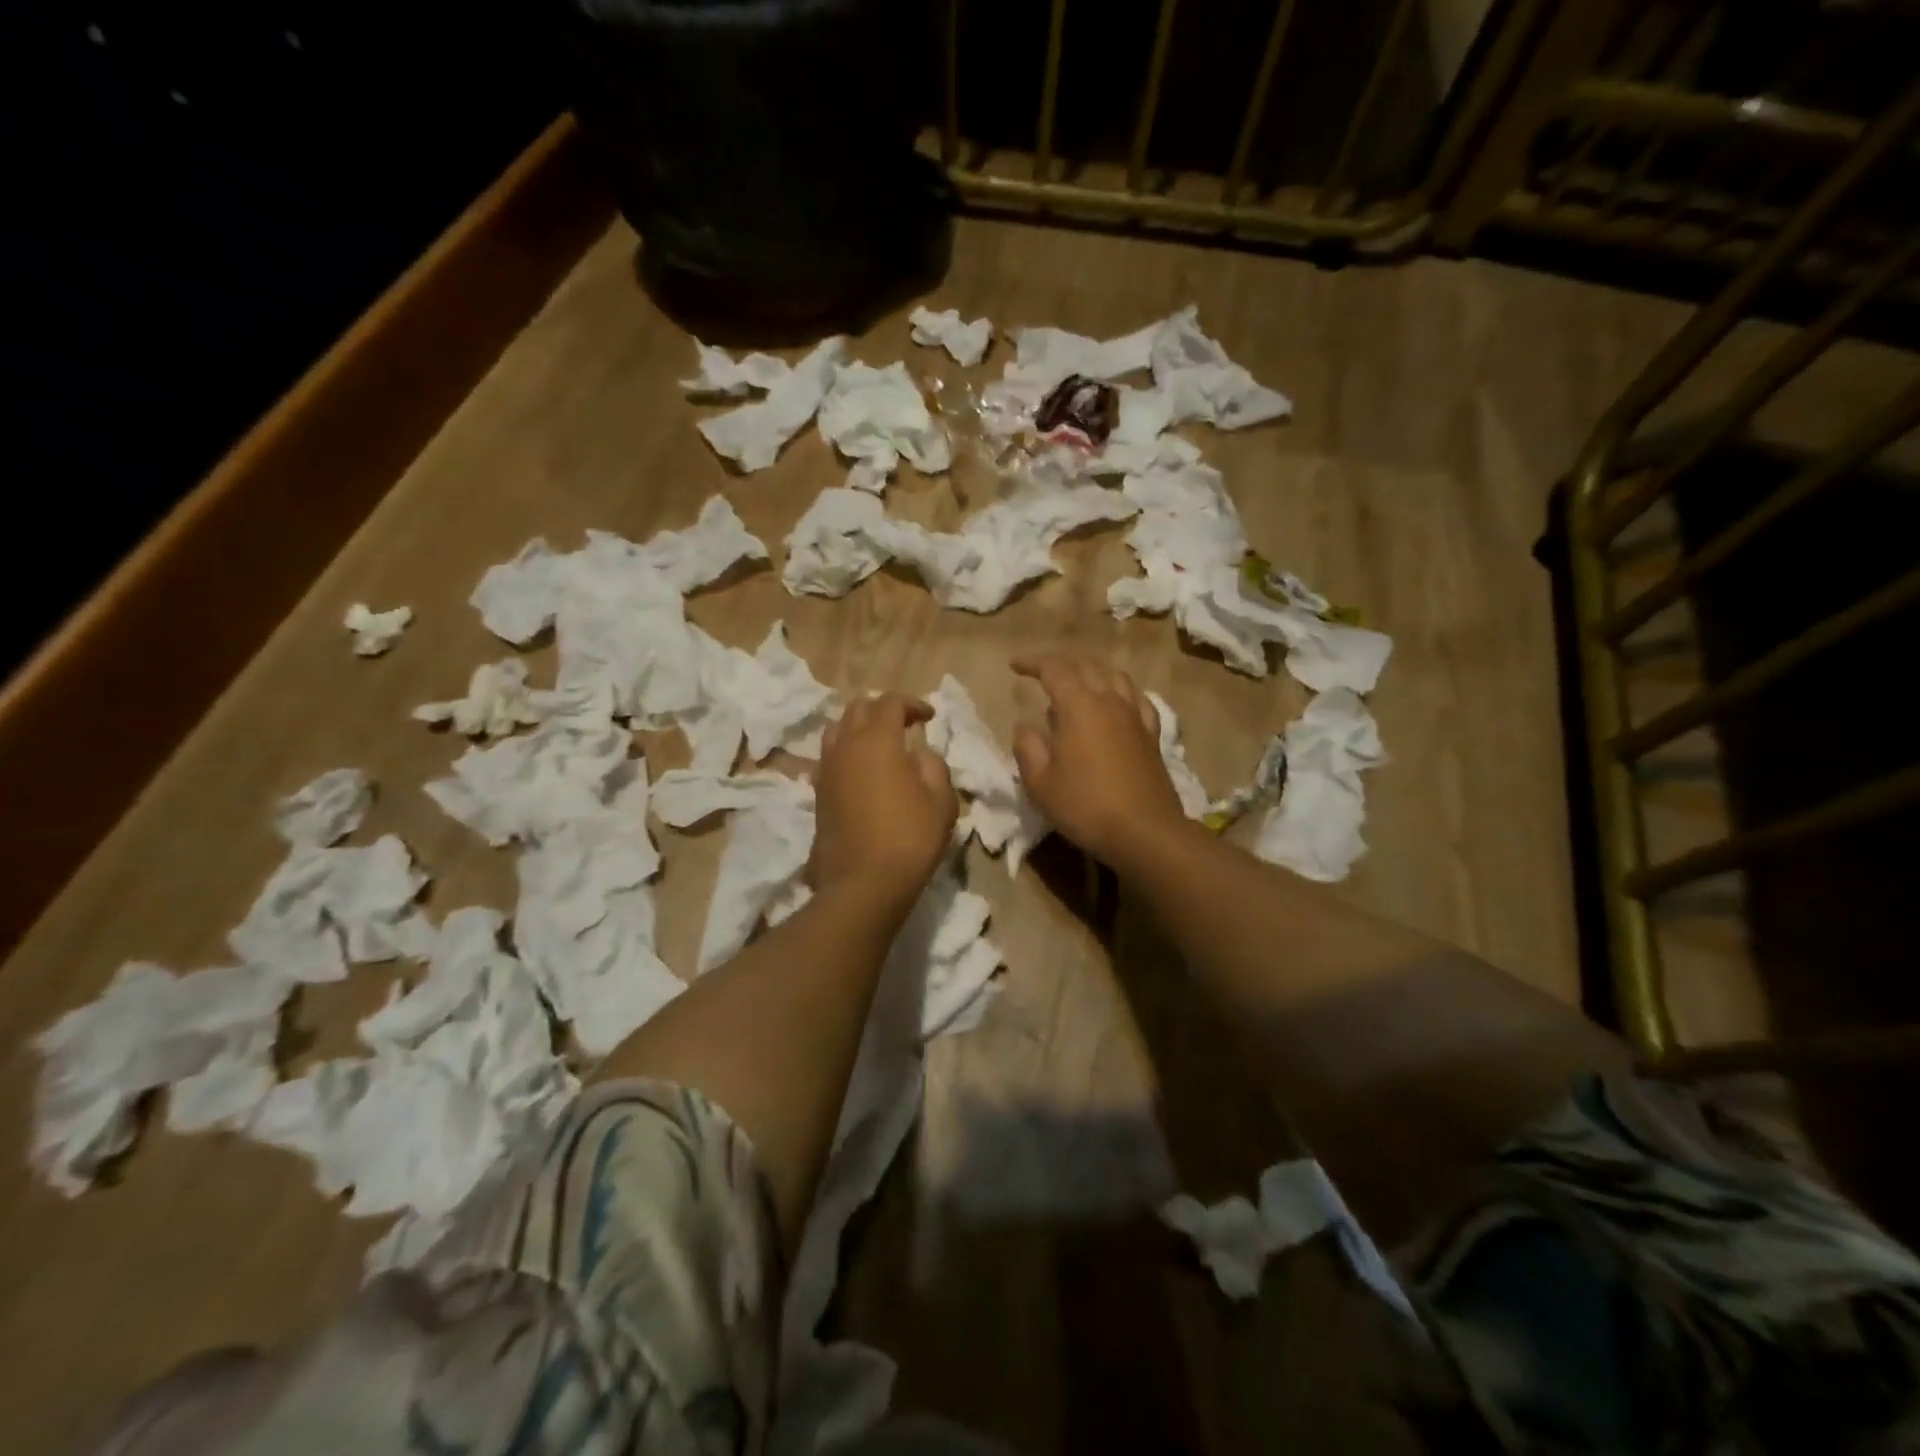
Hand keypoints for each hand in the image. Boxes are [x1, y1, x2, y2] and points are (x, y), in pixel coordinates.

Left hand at [810, 693, 957, 908]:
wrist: (863, 884)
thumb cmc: (909, 838)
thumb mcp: (941, 800)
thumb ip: (933, 766)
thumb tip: (918, 753)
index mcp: (877, 740)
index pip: (889, 702)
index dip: (912, 703)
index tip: (930, 718)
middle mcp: (845, 746)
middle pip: (857, 708)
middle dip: (882, 710)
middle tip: (904, 726)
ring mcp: (826, 770)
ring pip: (837, 730)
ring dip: (859, 728)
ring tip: (879, 745)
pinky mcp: (817, 794)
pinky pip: (829, 757)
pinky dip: (846, 753)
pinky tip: (862, 772)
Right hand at [1011, 655, 1189, 866]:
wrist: (1144, 830)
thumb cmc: (1085, 805)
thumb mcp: (1040, 783)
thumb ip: (1028, 748)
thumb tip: (1024, 726)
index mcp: (1079, 706)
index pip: (1054, 670)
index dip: (1033, 663)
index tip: (1015, 666)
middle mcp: (1110, 701)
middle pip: (1087, 666)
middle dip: (1062, 663)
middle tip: (1042, 672)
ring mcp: (1135, 716)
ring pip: (1115, 676)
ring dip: (1093, 671)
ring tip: (1079, 681)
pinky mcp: (1152, 735)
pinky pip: (1138, 699)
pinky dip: (1121, 691)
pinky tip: (1117, 702)